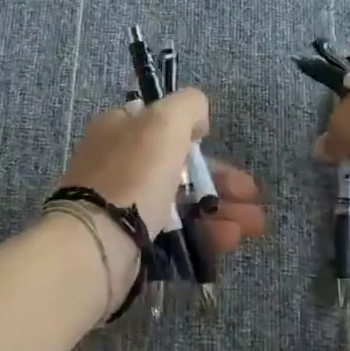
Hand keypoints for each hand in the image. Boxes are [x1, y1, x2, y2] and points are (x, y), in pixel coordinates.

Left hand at [56, 92, 265, 298]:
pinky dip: (204, 234)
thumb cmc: (133, 174)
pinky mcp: (129, 241)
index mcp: (118, 128)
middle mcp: (117, 163)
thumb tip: (198, 120)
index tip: (218, 146)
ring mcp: (122, 205)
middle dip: (221, 180)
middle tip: (252, 196)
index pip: (161, 123)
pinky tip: (230, 239)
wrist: (96, 244)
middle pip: (179, 166)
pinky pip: (175, 233)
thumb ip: (188, 106)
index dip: (194, 134)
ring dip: (221, 209)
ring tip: (253, 225)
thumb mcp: (165, 121)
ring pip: (181, 202)